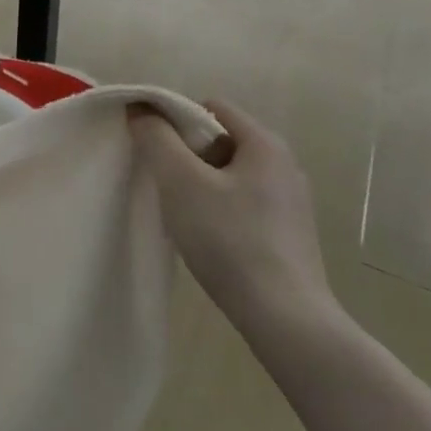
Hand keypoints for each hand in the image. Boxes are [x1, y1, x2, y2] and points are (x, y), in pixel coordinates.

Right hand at [129, 98, 334, 328]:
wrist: (287, 323)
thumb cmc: (230, 240)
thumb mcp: (180, 180)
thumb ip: (156, 136)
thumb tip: (139, 108)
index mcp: (265, 143)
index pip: (210, 107)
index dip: (176, 120)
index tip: (156, 150)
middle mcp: (284, 166)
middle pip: (219, 140)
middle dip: (187, 155)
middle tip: (166, 183)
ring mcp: (291, 203)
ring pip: (229, 175)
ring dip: (200, 185)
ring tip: (183, 215)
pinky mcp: (290, 236)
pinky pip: (242, 204)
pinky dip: (220, 211)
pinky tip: (208, 240)